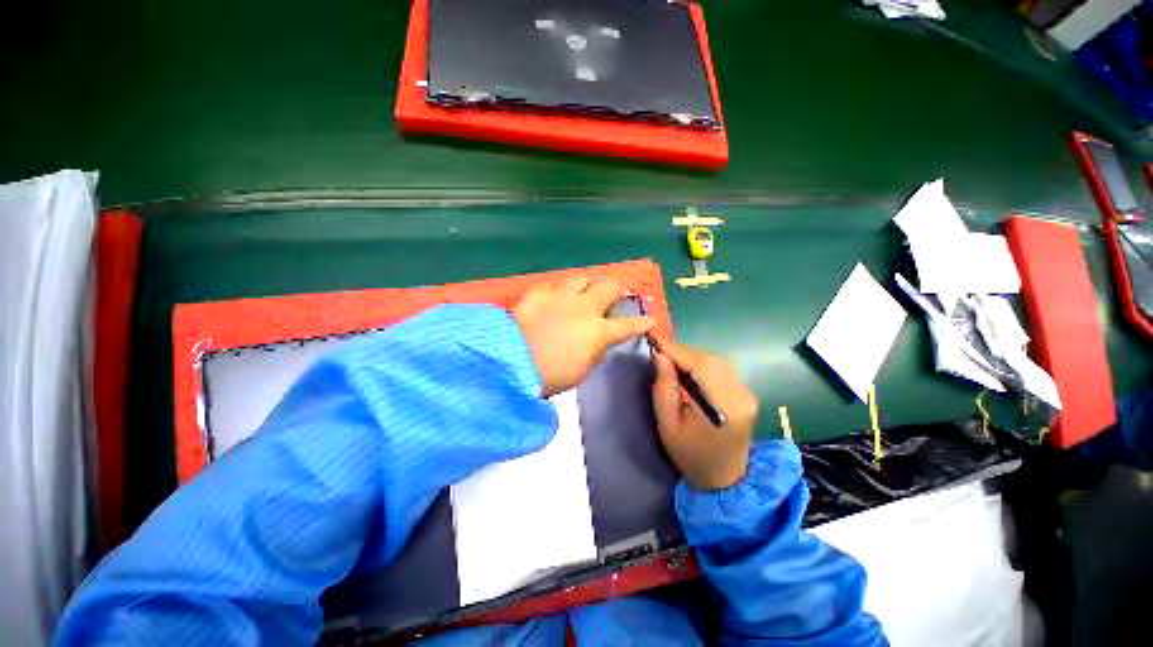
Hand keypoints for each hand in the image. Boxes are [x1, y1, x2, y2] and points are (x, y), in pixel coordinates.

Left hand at [512, 277, 653, 397]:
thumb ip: (596, 349)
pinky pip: (552, 285)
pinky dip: (556, 291)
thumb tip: (600, 340)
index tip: (648, 320)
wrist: (514, 362)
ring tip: (583, 291)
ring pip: (581, 277)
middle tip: (612, 294)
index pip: (628, 325)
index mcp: (599, 331)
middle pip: (608, 286)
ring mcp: (560, 296)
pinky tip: (551, 299)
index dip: (640, 323)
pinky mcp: (538, 292)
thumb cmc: (552, 375)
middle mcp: (584, 307)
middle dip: (615, 288)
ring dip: (586, 284)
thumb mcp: (583, 369)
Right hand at [652, 341, 758, 490]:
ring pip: (716, 360)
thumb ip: (664, 389)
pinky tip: (689, 371)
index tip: (655, 340)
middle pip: (710, 360)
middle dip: (682, 352)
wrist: (724, 480)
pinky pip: (722, 368)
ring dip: (692, 357)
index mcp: (723, 408)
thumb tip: (660, 356)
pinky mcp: (747, 393)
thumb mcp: (667, 426)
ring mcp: (747, 394)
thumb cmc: (690, 456)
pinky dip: (703, 364)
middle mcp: (741, 396)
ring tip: (672, 362)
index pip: (700, 366)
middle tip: (660, 353)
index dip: (676, 350)